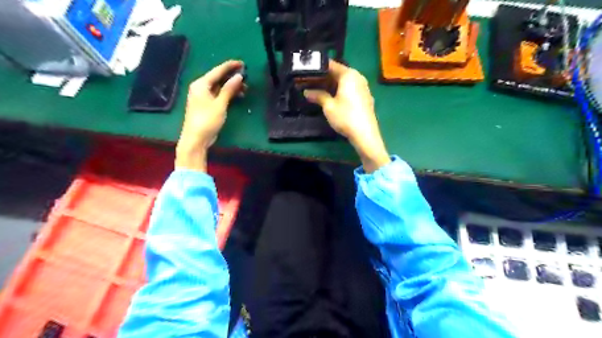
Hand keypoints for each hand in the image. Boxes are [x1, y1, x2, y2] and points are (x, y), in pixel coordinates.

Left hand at [177, 60, 244, 171]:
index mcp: (201, 84)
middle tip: (246, 78)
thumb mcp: (220, 104)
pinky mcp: (206, 105)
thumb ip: (229, 89)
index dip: (230, 66)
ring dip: (231, 87)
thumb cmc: (207, 120)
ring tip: (245, 89)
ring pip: (219, 87)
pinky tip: (237, 96)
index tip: (242, 63)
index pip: (217, 71)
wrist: (196, 139)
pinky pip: (218, 94)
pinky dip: (227, 94)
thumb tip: (239, 76)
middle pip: (218, 78)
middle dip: (232, 77)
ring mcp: (203, 97)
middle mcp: (200, 87)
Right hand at [306, 60, 390, 172]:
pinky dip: (341, 91)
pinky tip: (333, 98)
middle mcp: (358, 77)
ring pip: (345, 82)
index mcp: (349, 75)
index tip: (307, 71)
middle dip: (325, 77)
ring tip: (319, 91)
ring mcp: (363, 87)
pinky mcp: (365, 97)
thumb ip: (318, 96)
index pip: (331, 65)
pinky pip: (351, 89)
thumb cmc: (345, 117)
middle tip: (310, 83)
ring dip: (333, 85)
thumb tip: (306, 92)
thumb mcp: (328, 106)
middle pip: (339, 73)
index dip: (318, 68)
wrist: (365, 134)